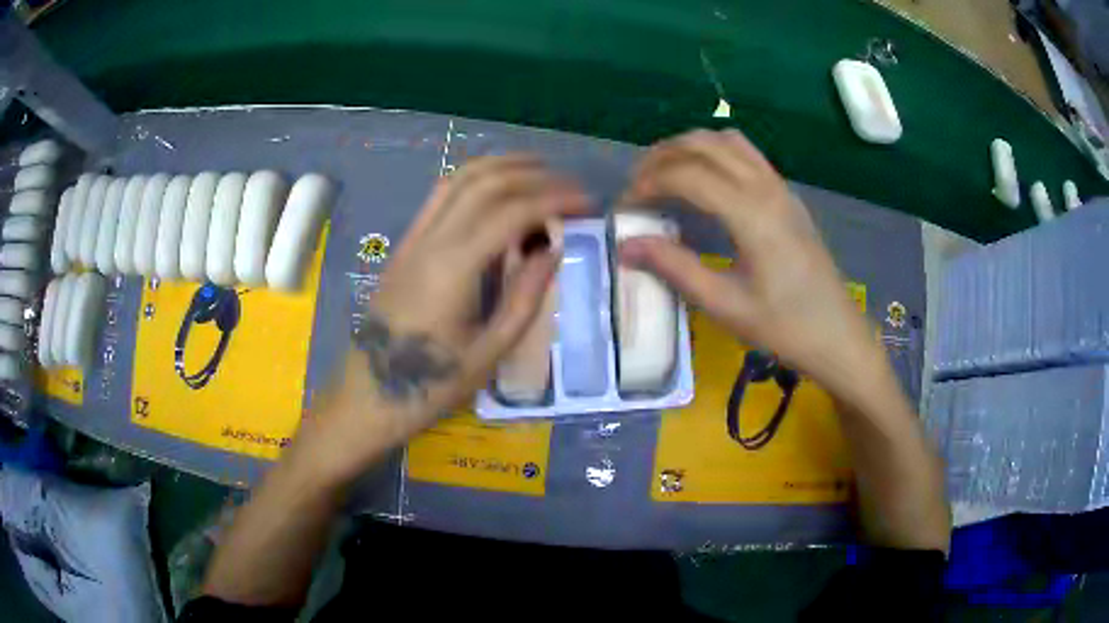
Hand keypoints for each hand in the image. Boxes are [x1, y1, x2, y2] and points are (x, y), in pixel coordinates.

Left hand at [311, 156, 587, 474]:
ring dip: (501, 167)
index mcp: (454, 268)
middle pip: (485, 182)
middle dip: (533, 175)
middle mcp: (431, 240)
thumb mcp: (489, 351)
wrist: (368, 395)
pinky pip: (441, 196)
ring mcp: (413, 239)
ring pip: (458, 179)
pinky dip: (474, 180)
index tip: (587, 202)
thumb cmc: (431, 386)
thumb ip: (525, 297)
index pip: (511, 212)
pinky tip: (496, 189)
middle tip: (569, 185)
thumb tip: (553, 250)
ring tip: (539, 170)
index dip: (554, 199)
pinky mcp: (405, 245)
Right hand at [618, 130, 884, 400]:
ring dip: (689, 148)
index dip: (649, 185)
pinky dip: (715, 154)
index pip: (688, 175)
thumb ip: (675, 268)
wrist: (838, 337)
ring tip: (665, 176)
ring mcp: (781, 187)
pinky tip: (704, 183)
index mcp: (752, 214)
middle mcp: (766, 188)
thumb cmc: (785, 328)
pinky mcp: (787, 196)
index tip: (626, 209)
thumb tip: (626, 246)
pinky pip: (746, 154)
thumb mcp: (726, 306)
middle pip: (704, 144)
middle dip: (662, 156)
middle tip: (638, 187)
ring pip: (727, 141)